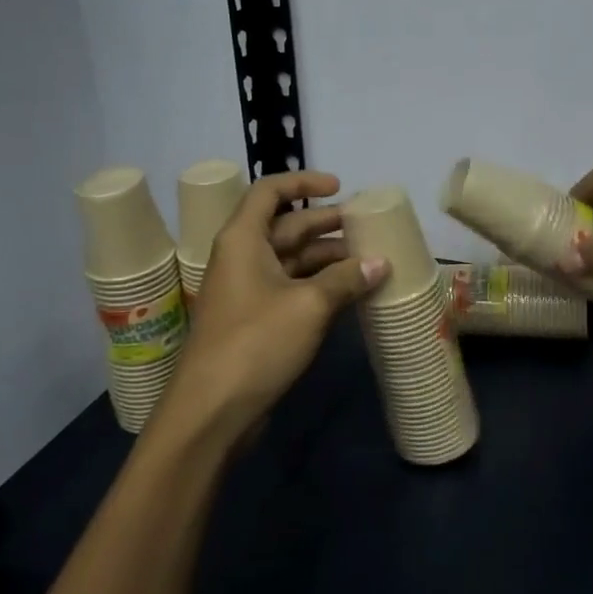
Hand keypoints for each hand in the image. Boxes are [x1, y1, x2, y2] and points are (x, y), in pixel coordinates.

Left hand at [156, 171, 386, 450]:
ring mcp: (248, 291)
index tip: (339, 187)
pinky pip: (293, 289)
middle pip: (286, 226)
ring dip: (328, 258)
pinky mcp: (256, 321)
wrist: (212, 412)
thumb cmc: (255, 343)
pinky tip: (352, 292)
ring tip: (369, 260)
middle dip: (326, 224)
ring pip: (293, 260)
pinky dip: (321, 286)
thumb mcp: (309, 305)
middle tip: (366, 227)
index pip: (270, 192)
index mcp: (243, 240)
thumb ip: (346, 279)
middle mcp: (242, 258)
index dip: (303, 181)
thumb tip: (380, 263)